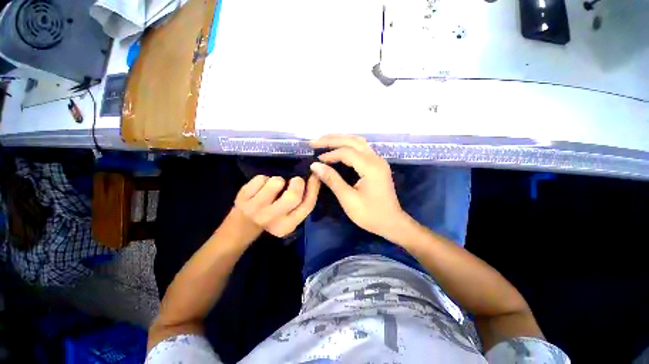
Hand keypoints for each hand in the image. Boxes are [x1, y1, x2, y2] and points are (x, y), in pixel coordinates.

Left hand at [234, 174, 320, 237]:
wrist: (244, 223)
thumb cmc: (273, 216)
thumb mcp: (291, 214)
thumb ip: (304, 200)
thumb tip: (315, 177)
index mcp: (288, 226)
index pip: (307, 205)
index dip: (314, 188)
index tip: (315, 175)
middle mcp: (272, 219)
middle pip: (293, 196)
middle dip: (297, 183)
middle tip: (294, 181)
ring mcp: (255, 209)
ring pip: (276, 182)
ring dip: (278, 180)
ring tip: (274, 186)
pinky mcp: (243, 198)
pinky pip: (261, 178)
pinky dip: (264, 179)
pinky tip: (261, 187)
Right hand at [310, 135, 407, 239]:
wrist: (391, 223)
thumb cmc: (370, 214)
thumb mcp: (348, 199)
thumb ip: (332, 180)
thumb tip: (315, 166)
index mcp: (371, 167)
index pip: (347, 152)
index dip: (329, 154)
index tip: (316, 160)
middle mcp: (376, 159)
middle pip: (353, 141)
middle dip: (333, 139)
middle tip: (315, 142)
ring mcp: (378, 161)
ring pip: (358, 142)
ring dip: (341, 140)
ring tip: (324, 141)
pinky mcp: (378, 165)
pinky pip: (362, 149)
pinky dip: (348, 146)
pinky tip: (338, 149)